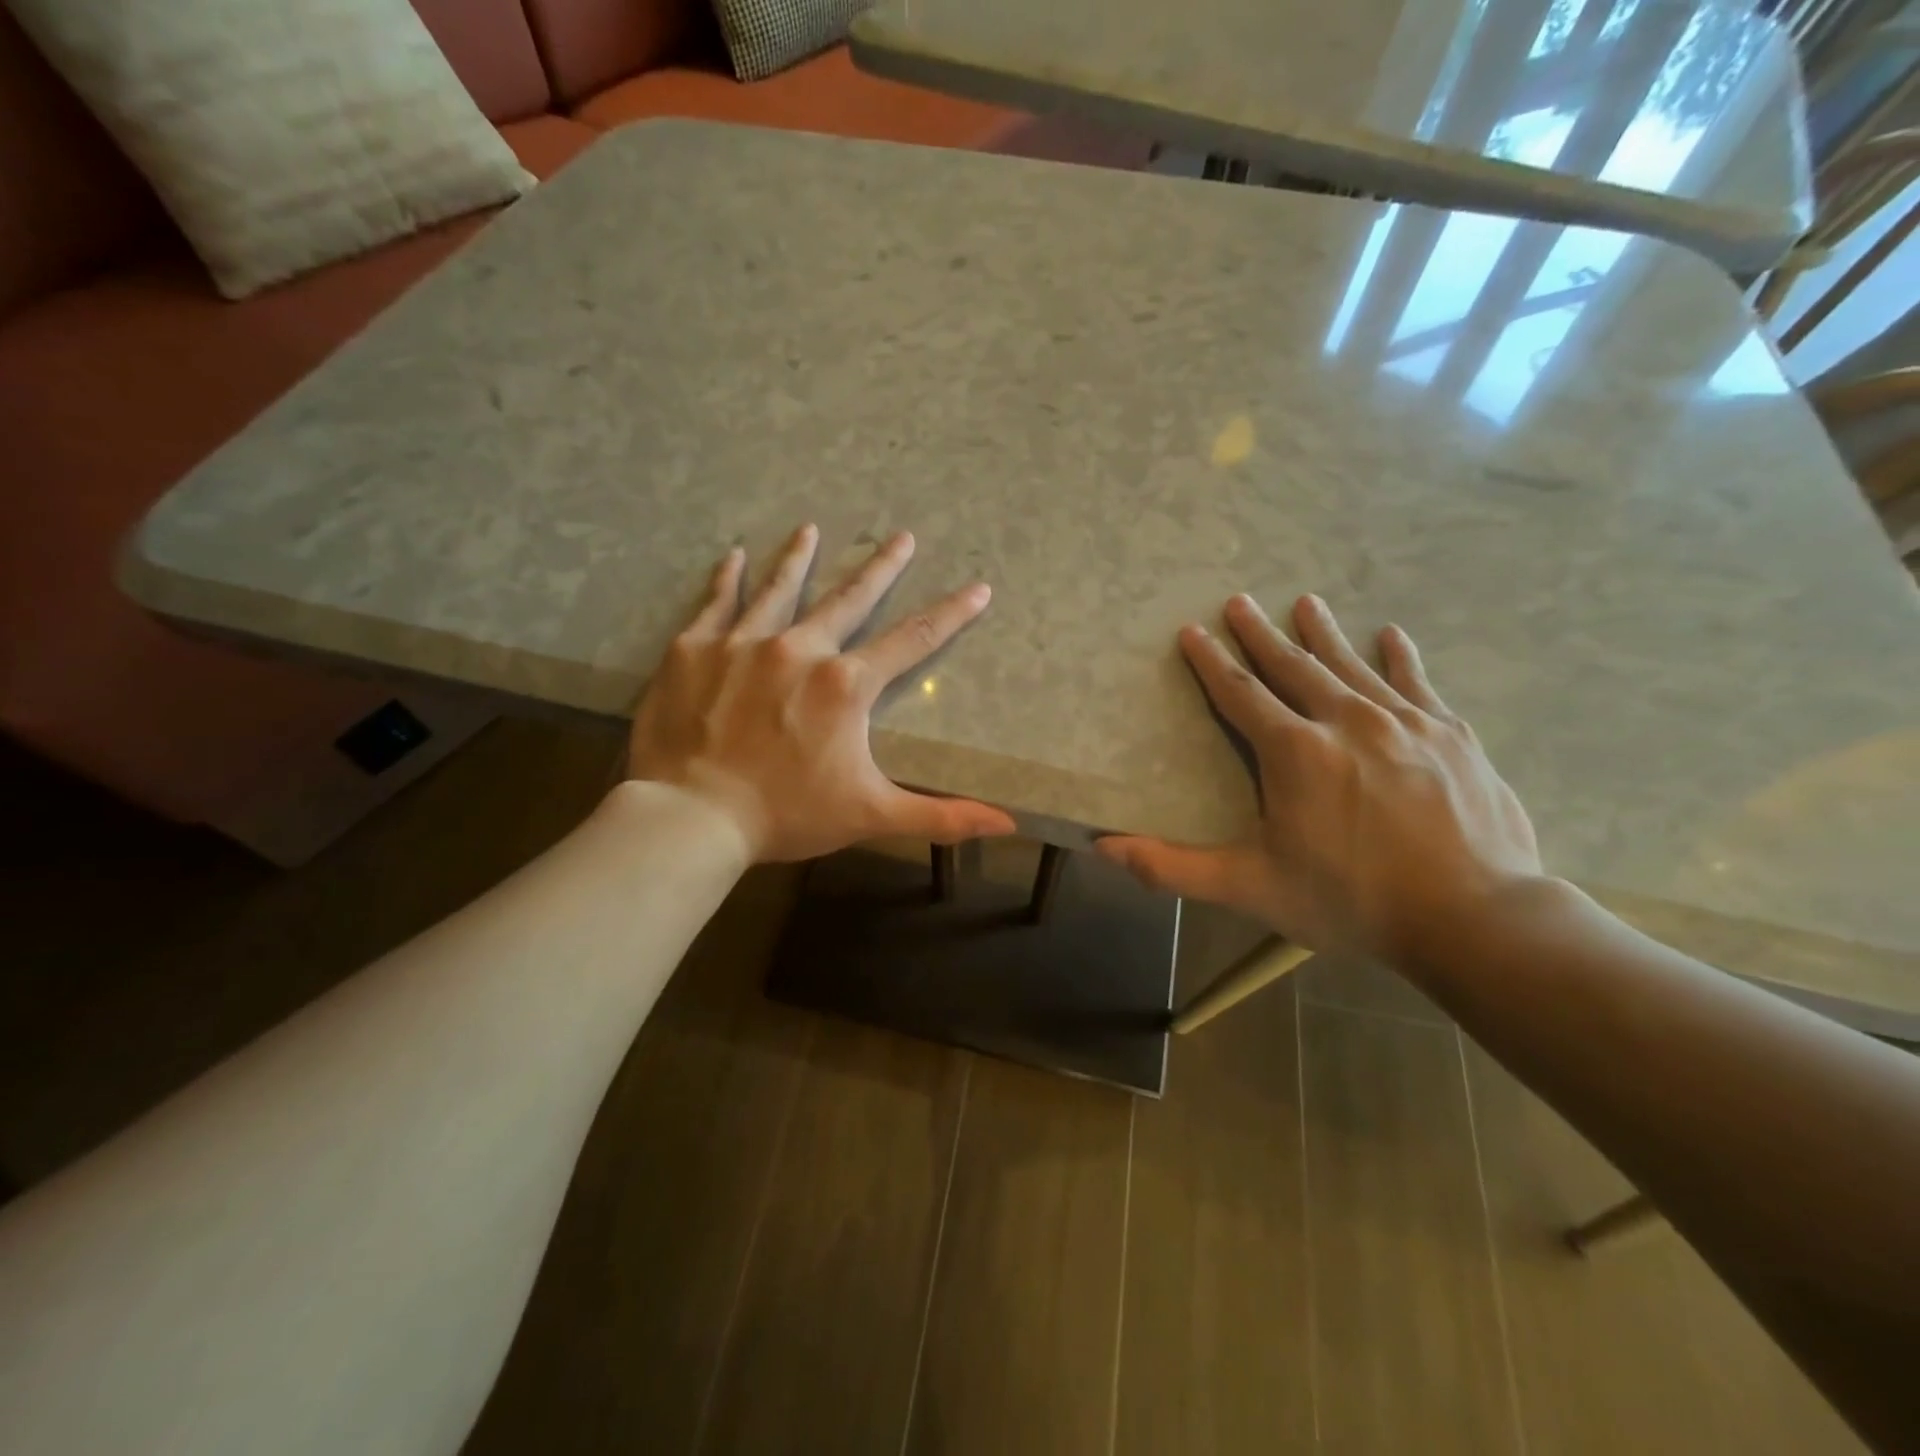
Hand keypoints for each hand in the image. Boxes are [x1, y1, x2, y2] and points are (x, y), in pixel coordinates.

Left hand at [628, 524, 1016, 862]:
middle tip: (902, 536)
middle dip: (881, 567)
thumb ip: (941, 816)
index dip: (950, 614)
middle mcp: (799, 648)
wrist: (691, 818)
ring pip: (779, 589)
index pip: (912, 640)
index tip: (978, 588)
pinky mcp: (693, 650)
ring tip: (811, 529)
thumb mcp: (872, 815)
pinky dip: (726, 579)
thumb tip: (1009, 824)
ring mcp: (742, 643)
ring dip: (799, 557)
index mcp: (845, 684)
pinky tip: (734, 556)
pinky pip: (715, 603)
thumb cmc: (787, 815)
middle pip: (849, 598)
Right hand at [1098, 594, 1542, 963]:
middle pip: (1293, 666)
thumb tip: (1104, 847)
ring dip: (1323, 633)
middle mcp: (1346, 721)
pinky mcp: (1451, 735)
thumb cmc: (1352, 901)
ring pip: (1352, 665)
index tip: (1192, 630)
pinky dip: (1400, 657)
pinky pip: (1417, 683)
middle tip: (1240, 601)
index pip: (1240, 693)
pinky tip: (1391, 635)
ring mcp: (1404, 723)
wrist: (1476, 918)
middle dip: (1261, 634)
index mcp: (1294, 751)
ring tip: (1305, 602)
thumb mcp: (1250, 888)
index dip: (1211, 661)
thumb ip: (1173, 867)